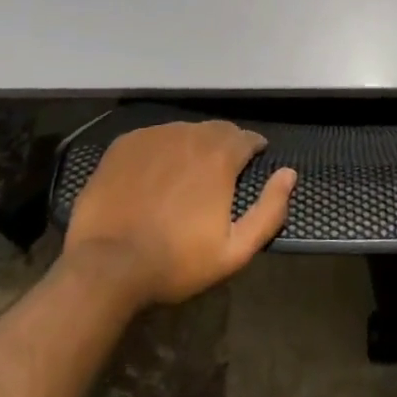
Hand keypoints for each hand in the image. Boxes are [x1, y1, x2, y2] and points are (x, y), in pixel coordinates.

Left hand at [62, 121, 295, 308]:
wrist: (106, 265)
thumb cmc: (176, 262)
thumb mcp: (234, 250)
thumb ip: (270, 210)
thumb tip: (289, 174)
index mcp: (220, 155)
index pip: (247, 137)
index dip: (254, 149)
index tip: (253, 163)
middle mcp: (191, 134)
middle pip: (217, 130)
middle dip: (225, 146)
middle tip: (220, 173)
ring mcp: (155, 135)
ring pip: (185, 133)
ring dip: (193, 148)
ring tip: (186, 176)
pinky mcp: (126, 144)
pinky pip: (154, 139)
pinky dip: (161, 151)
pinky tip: (154, 176)